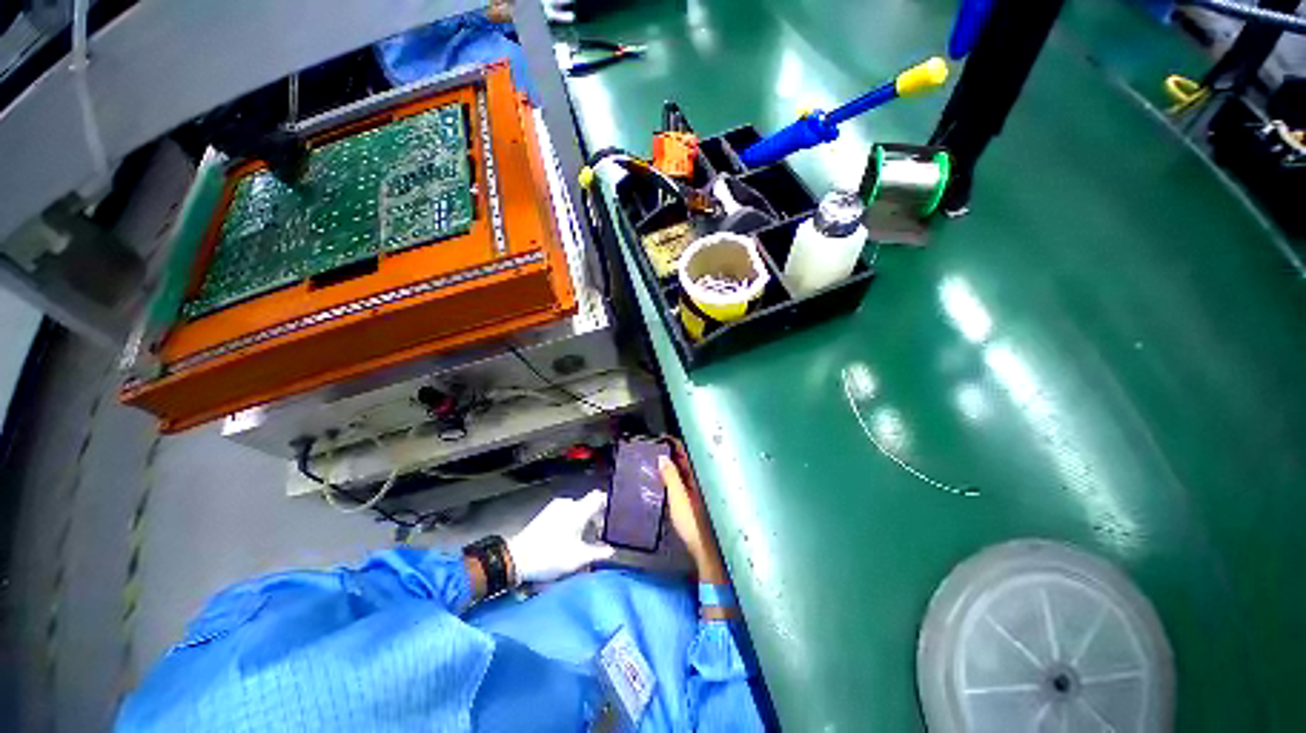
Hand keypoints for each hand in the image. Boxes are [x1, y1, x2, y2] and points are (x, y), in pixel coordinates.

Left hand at [507, 491, 613, 583]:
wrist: (516, 559)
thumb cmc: (550, 556)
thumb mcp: (577, 558)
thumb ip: (598, 553)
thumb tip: (612, 551)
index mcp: (578, 510)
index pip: (599, 496)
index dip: (609, 503)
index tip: (615, 515)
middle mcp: (568, 503)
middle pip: (589, 504)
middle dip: (596, 517)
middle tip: (601, 535)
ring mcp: (556, 507)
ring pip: (577, 509)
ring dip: (584, 520)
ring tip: (586, 539)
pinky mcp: (547, 513)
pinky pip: (567, 512)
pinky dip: (573, 521)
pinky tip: (570, 537)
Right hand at [658, 455, 727, 583]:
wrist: (704, 550)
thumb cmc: (693, 523)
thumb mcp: (678, 498)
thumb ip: (671, 477)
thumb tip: (662, 457)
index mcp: (699, 475)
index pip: (686, 451)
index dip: (674, 443)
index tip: (661, 437)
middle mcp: (701, 479)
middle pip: (686, 459)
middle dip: (672, 451)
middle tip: (655, 446)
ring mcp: (698, 490)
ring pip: (684, 470)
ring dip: (672, 463)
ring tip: (656, 459)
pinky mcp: (694, 500)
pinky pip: (683, 480)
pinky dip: (674, 475)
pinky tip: (664, 478)